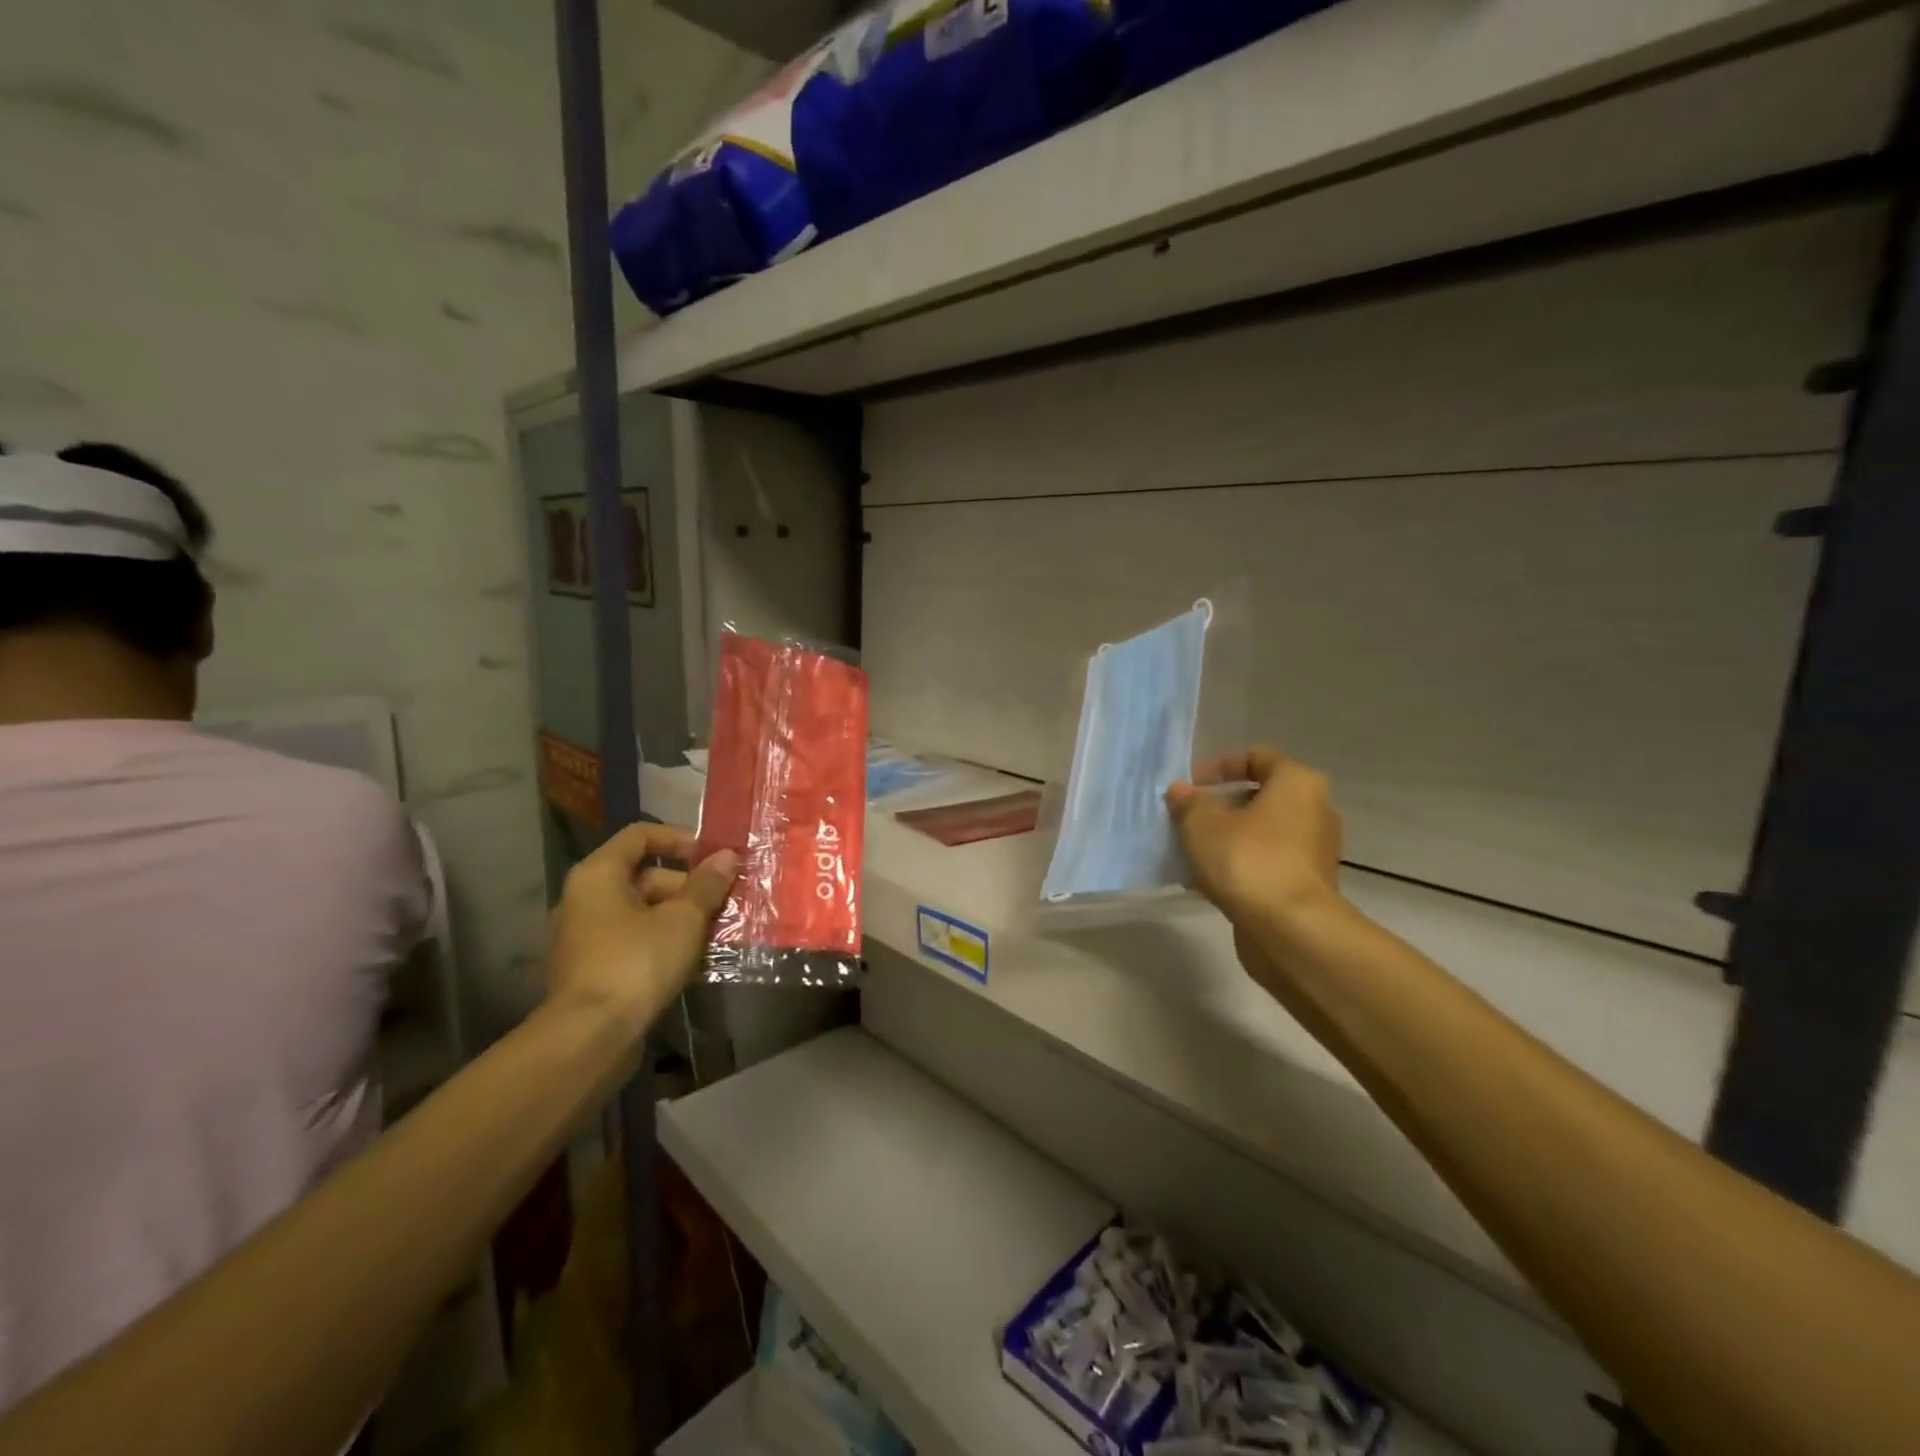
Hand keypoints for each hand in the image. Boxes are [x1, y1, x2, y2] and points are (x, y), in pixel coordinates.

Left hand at [546, 822, 737, 1038]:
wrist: (590, 1037)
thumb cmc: (637, 962)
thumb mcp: (683, 919)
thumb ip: (707, 885)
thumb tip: (727, 856)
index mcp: (598, 874)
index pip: (640, 835)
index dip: (680, 838)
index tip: (712, 856)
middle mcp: (584, 898)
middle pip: (643, 875)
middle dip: (687, 885)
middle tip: (724, 900)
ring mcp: (583, 936)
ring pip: (640, 911)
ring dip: (679, 916)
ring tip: (716, 931)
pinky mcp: (590, 968)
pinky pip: (632, 939)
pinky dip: (661, 940)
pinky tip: (692, 958)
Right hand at [1166, 747, 1343, 928]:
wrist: (1291, 931)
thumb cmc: (1249, 860)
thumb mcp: (1203, 824)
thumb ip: (1188, 803)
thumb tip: (1180, 791)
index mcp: (1297, 783)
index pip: (1257, 758)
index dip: (1219, 767)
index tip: (1190, 786)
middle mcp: (1314, 811)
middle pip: (1259, 798)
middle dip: (1219, 807)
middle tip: (1186, 819)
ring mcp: (1312, 852)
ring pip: (1259, 834)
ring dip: (1225, 839)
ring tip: (1188, 852)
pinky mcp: (1305, 886)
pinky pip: (1264, 864)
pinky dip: (1237, 867)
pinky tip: (1203, 882)